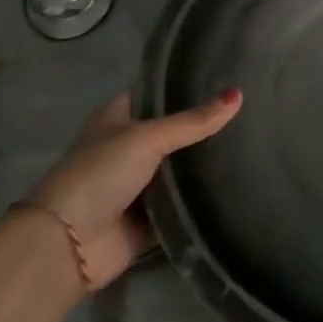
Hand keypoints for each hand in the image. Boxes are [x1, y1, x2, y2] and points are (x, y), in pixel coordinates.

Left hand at [25, 88, 241, 286]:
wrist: (67, 246)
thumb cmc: (99, 175)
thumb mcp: (147, 139)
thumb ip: (193, 122)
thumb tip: (239, 95)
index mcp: (118, 118)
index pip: (157, 92)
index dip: (186, 84)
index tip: (226, 75)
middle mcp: (128, 147)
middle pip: (174, 131)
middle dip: (205, 125)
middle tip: (251, 110)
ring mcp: (139, 184)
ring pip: (181, 168)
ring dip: (206, 163)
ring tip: (255, 141)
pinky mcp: (150, 217)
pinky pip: (183, 203)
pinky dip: (203, 198)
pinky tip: (239, 182)